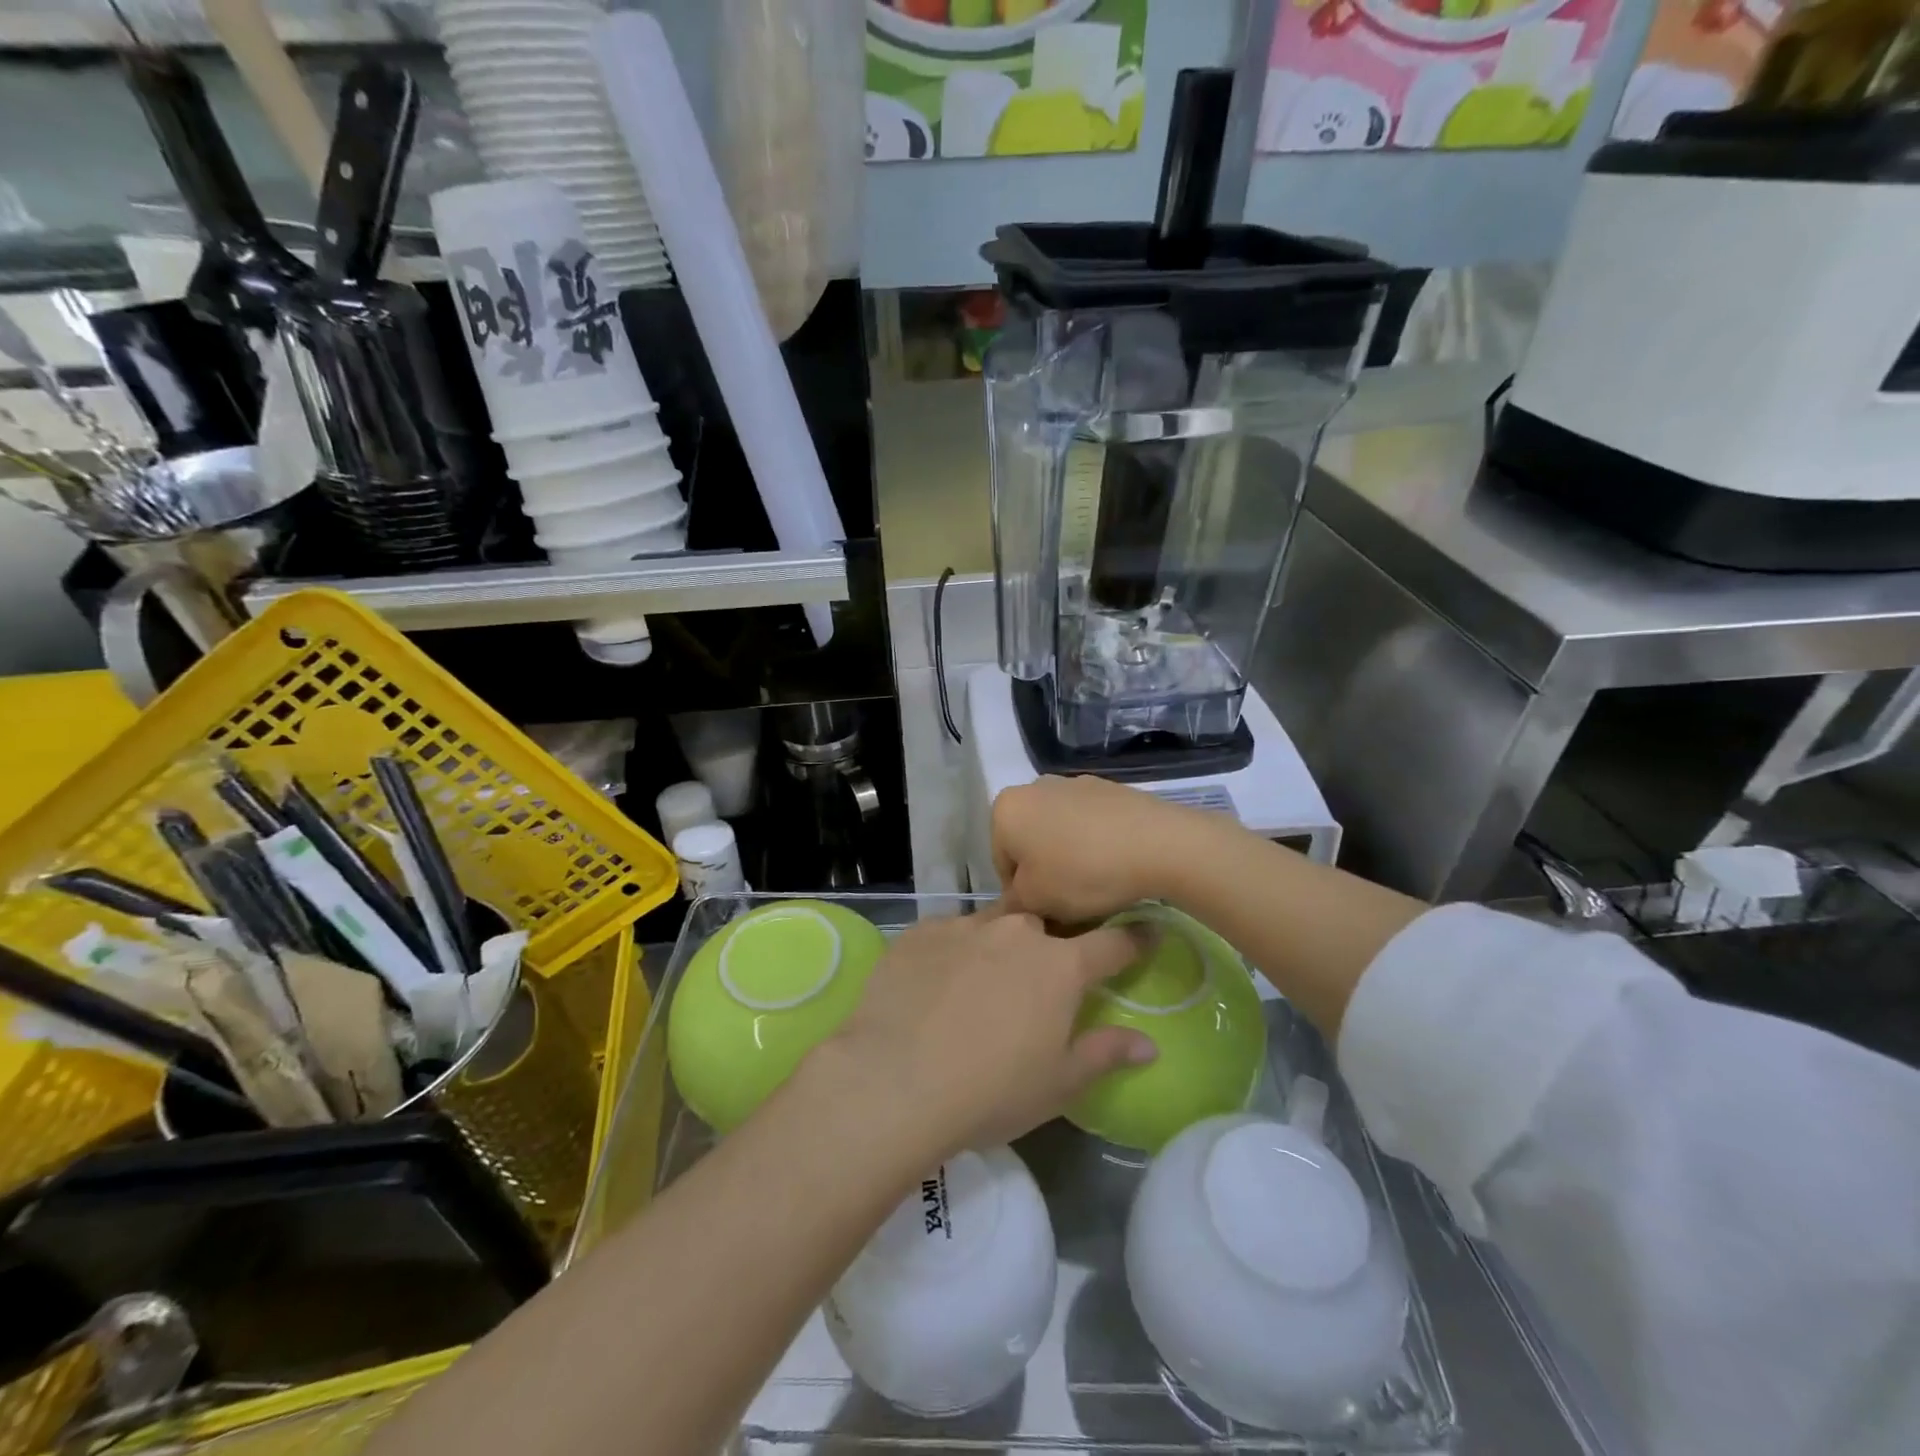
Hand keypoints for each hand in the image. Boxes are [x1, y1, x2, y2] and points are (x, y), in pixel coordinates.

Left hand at [810, 909, 1156, 1161]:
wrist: (894, 1080)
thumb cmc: (990, 1091)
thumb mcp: (1058, 1084)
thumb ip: (1105, 1054)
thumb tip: (1148, 1043)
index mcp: (1059, 966)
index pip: (1112, 943)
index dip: (1133, 939)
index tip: (1146, 933)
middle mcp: (1015, 932)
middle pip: (1044, 928)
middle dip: (1049, 948)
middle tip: (1036, 983)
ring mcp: (963, 926)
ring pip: (993, 925)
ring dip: (998, 947)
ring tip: (981, 985)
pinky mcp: (919, 932)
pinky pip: (948, 933)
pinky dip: (953, 952)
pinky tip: (936, 985)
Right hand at [992, 776, 1207, 923]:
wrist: (1159, 844)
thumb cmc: (1084, 873)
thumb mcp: (1036, 901)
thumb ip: (1013, 904)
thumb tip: (1015, 902)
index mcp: (1006, 809)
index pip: (1001, 863)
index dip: (1021, 896)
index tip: (1046, 912)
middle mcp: (1034, 786)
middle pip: (1030, 843)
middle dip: (1044, 872)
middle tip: (1070, 902)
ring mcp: (1074, 783)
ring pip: (1060, 832)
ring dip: (1070, 858)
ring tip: (1097, 886)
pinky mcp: (1109, 788)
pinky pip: (1090, 824)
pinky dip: (1095, 844)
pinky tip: (1116, 865)